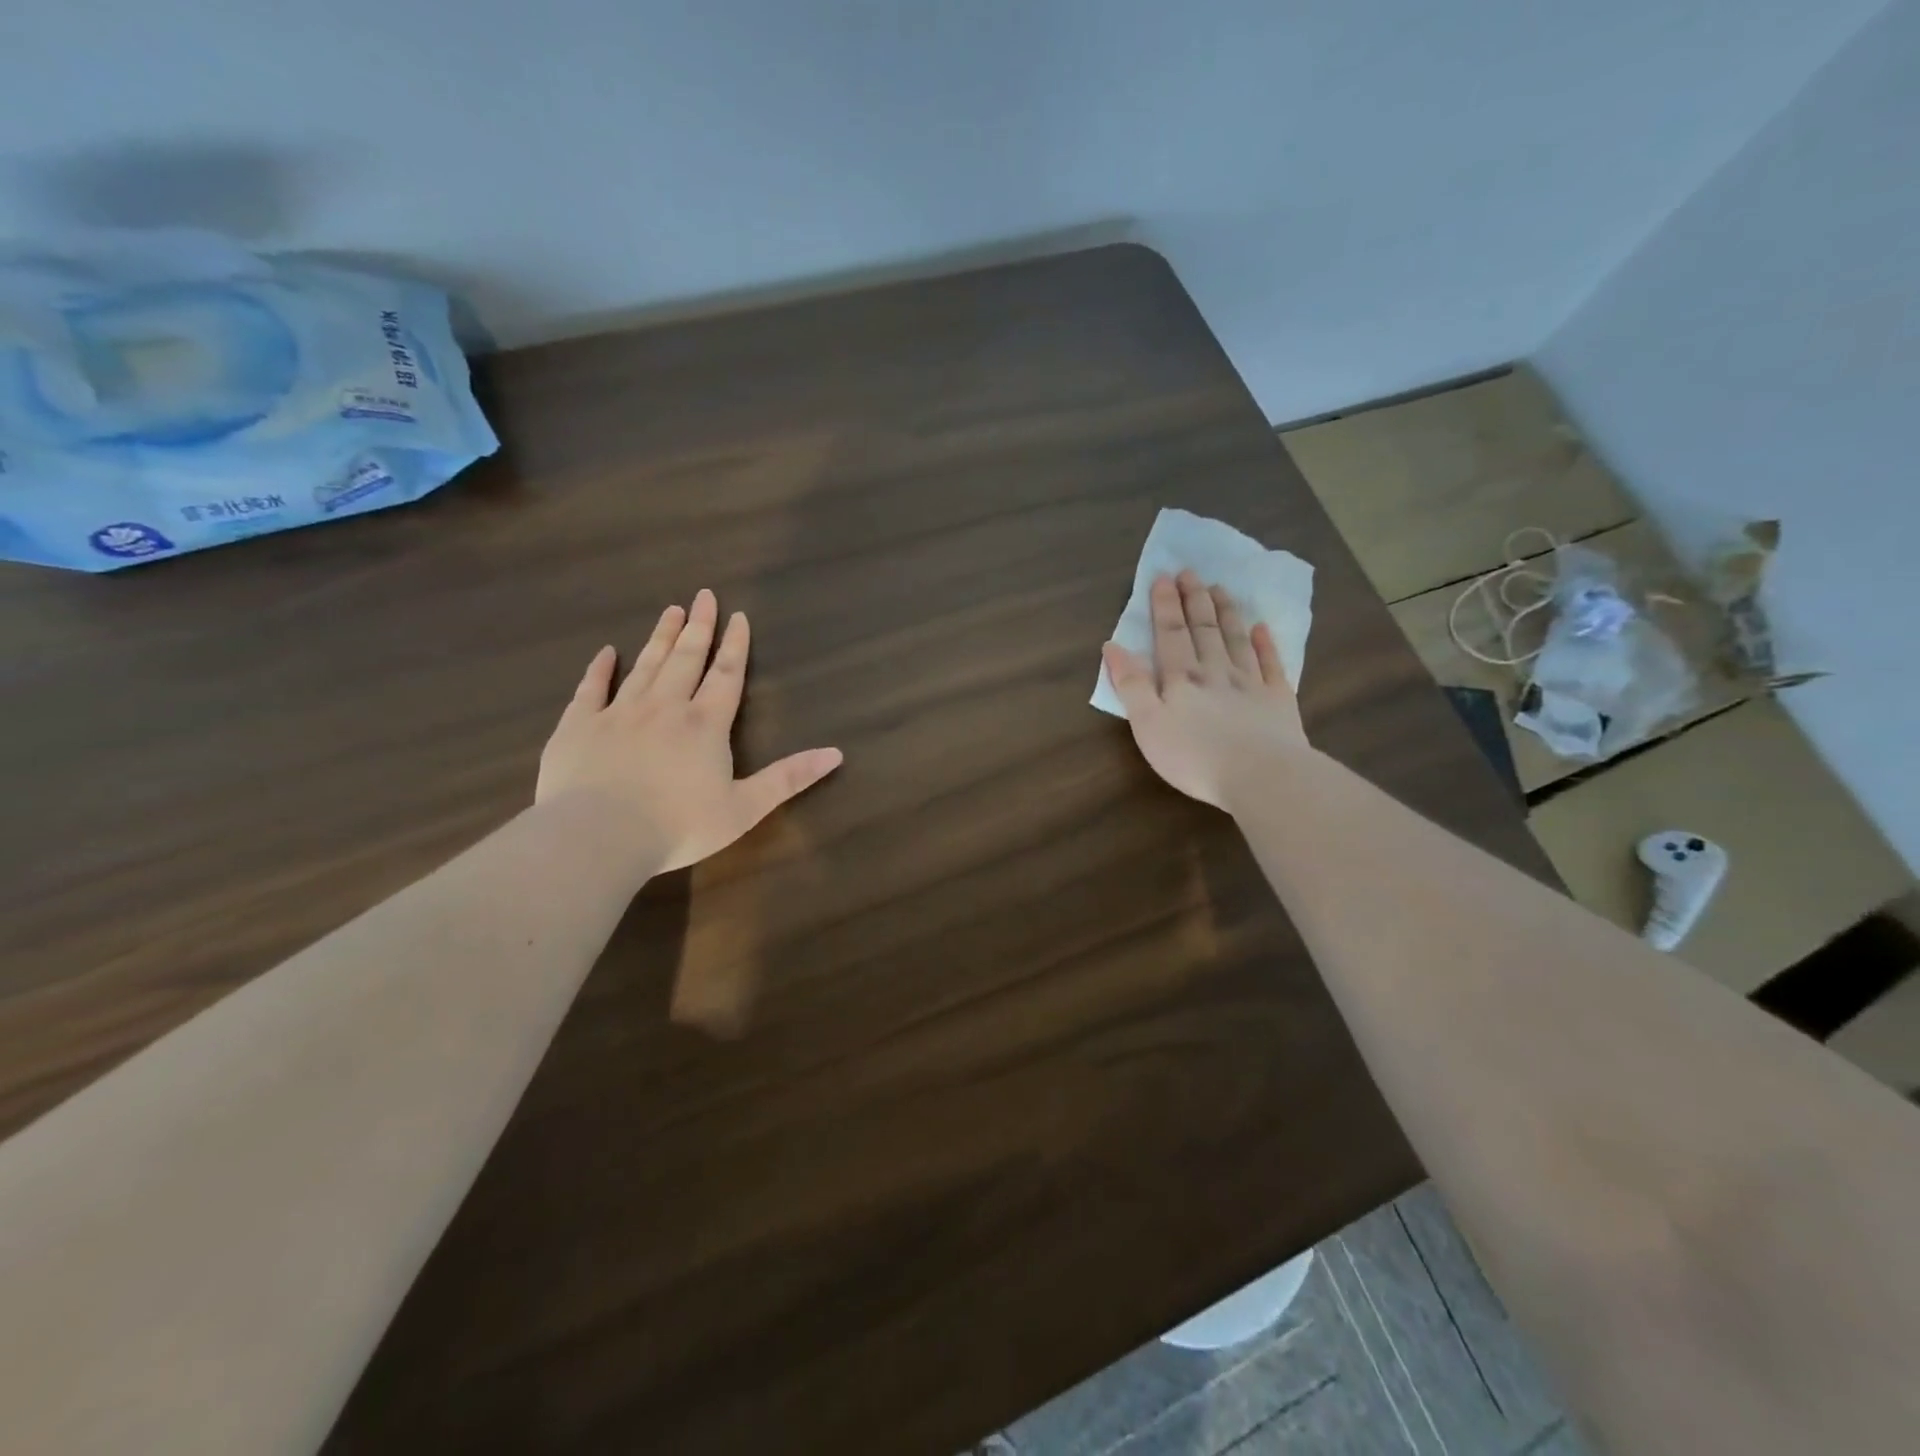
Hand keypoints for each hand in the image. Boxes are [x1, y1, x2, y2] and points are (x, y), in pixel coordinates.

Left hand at [537, 589, 842, 871]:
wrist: (598, 835)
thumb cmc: (679, 826)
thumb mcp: (745, 808)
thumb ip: (789, 778)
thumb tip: (836, 753)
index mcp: (705, 725)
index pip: (726, 675)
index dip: (735, 645)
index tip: (738, 615)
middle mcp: (664, 707)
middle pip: (685, 659)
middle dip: (698, 627)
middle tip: (703, 595)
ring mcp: (618, 713)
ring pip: (644, 666)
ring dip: (660, 638)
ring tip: (670, 611)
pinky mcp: (579, 726)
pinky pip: (591, 689)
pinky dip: (599, 669)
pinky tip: (605, 652)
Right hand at [1102, 570, 1309, 809]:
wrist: (1261, 776)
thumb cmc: (1194, 756)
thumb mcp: (1147, 725)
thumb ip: (1131, 685)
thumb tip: (1113, 646)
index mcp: (1181, 679)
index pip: (1170, 634)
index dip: (1164, 606)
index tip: (1163, 577)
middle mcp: (1216, 672)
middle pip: (1204, 630)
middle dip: (1194, 600)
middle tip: (1190, 572)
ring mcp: (1251, 684)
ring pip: (1236, 640)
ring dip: (1226, 613)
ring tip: (1220, 589)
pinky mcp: (1279, 701)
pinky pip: (1271, 665)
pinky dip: (1266, 645)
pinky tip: (1262, 628)